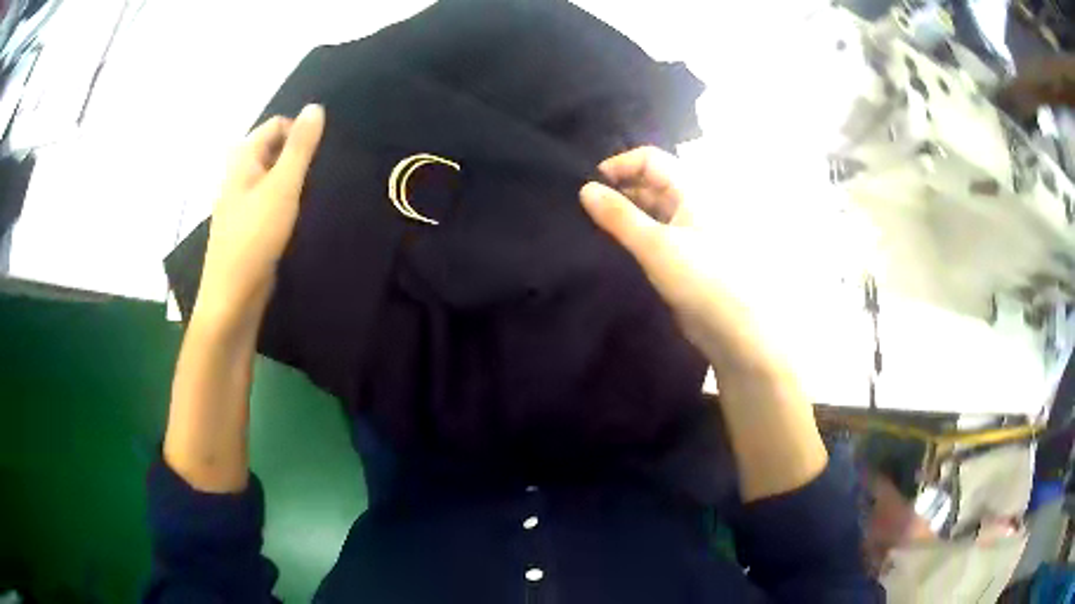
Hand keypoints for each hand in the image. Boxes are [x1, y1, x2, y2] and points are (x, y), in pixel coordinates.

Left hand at [195, 104, 325, 329]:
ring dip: (294, 181)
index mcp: (242, 159)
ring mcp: (242, 202)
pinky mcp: (248, 226)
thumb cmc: (254, 238)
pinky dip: (286, 201)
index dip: (299, 133)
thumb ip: (300, 147)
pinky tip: (300, 217)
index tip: (320, 156)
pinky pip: (271, 201)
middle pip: (274, 150)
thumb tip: (315, 107)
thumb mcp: (281, 186)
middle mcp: (239, 175)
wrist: (232, 297)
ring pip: (273, 177)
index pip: (275, 126)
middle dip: (298, 157)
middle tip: (319, 177)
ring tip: (314, 197)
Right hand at [582, 147, 828, 499]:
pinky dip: (632, 238)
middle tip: (584, 211)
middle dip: (617, 192)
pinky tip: (610, 250)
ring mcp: (687, 233)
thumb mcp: (656, 245)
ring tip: (590, 230)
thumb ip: (619, 216)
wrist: (735, 331)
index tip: (590, 187)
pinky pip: (653, 237)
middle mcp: (690, 206)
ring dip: (623, 217)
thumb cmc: (703, 279)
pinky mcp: (682, 258)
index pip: (650, 160)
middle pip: (649, 184)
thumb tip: (584, 189)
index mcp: (692, 191)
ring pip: (649, 212)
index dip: (619, 166)